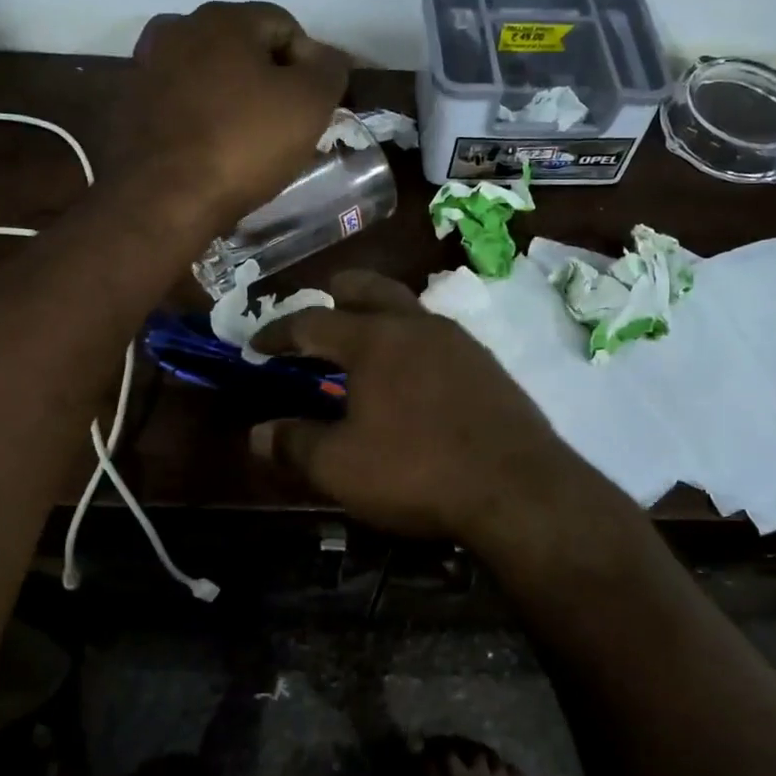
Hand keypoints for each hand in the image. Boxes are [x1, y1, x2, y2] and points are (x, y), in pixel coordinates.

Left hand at [119, 1, 351, 231]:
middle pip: (243, 47)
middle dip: (268, 79)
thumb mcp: (309, 104)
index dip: (309, 65)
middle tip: (283, 125)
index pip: (285, 26)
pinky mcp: (130, 106)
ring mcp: (147, 67)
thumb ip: (329, 69)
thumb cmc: (244, 144)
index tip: (313, 108)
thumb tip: (325, 58)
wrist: (163, 199)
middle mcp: (179, 28)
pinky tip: (210, 149)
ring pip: (209, 74)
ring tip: (245, 140)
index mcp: (224, 18)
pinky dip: (199, 117)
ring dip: (231, 97)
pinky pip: (180, 102)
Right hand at [248, 272, 595, 548]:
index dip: (278, 331)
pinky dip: (409, 342)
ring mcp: (458, 340)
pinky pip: (435, 336)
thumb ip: (294, 444)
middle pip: (367, 287)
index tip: (257, 344)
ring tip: (360, 349)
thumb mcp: (341, 467)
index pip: (311, 321)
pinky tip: (409, 377)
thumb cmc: (418, 471)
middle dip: (334, 295)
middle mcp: (415, 324)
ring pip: (406, 308)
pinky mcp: (487, 363)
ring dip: (376, 317)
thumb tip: (258, 433)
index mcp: (373, 339)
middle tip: (314, 318)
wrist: (518, 488)